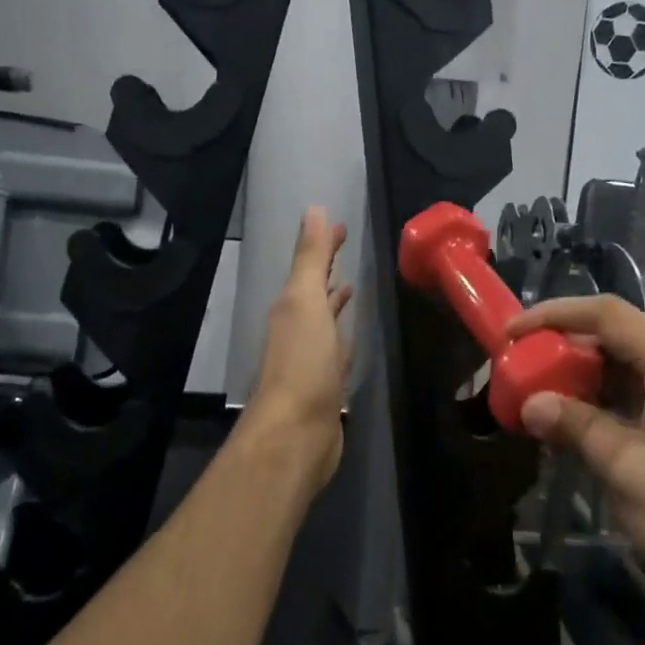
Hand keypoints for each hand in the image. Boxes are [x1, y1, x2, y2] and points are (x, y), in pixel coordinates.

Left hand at [247, 207, 353, 491]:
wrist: (296, 434)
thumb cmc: (303, 363)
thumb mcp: (306, 301)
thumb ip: (310, 257)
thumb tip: (314, 209)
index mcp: (291, 306)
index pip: (309, 266)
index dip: (323, 244)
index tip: (341, 225)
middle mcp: (297, 328)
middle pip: (314, 290)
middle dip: (327, 268)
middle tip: (347, 245)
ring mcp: (311, 358)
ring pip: (325, 320)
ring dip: (335, 302)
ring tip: (353, 285)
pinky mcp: (326, 385)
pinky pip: (337, 350)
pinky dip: (344, 336)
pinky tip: (353, 336)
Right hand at [509, 295, 644, 624]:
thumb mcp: (628, 472)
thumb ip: (577, 426)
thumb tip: (531, 404)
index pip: (610, 315)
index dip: (555, 315)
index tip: (512, 333)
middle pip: (623, 338)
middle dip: (569, 351)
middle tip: (524, 372)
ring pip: (637, 367)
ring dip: (590, 380)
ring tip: (546, 400)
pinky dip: (615, 402)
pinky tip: (586, 426)